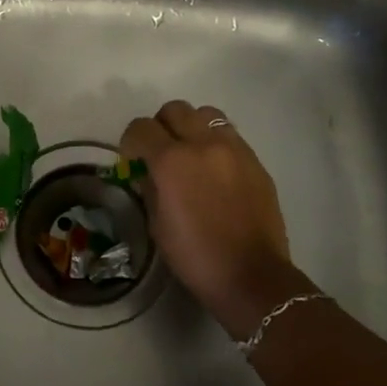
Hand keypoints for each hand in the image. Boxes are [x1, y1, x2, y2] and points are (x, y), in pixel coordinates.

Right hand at [120, 100, 309, 334]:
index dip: (131, 141)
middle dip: (161, 127)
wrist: (252, 276)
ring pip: (206, 115)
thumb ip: (149, 187)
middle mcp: (203, 143)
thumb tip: (147, 172)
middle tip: (160, 153)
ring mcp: (234, 148)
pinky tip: (216, 172)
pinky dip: (215, 144)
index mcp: (172, 160)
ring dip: (192, 128)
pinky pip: (230, 136)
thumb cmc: (195, 255)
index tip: (132, 160)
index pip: (141, 128)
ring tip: (192, 155)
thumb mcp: (157, 223)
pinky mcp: (255, 161)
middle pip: (175, 109)